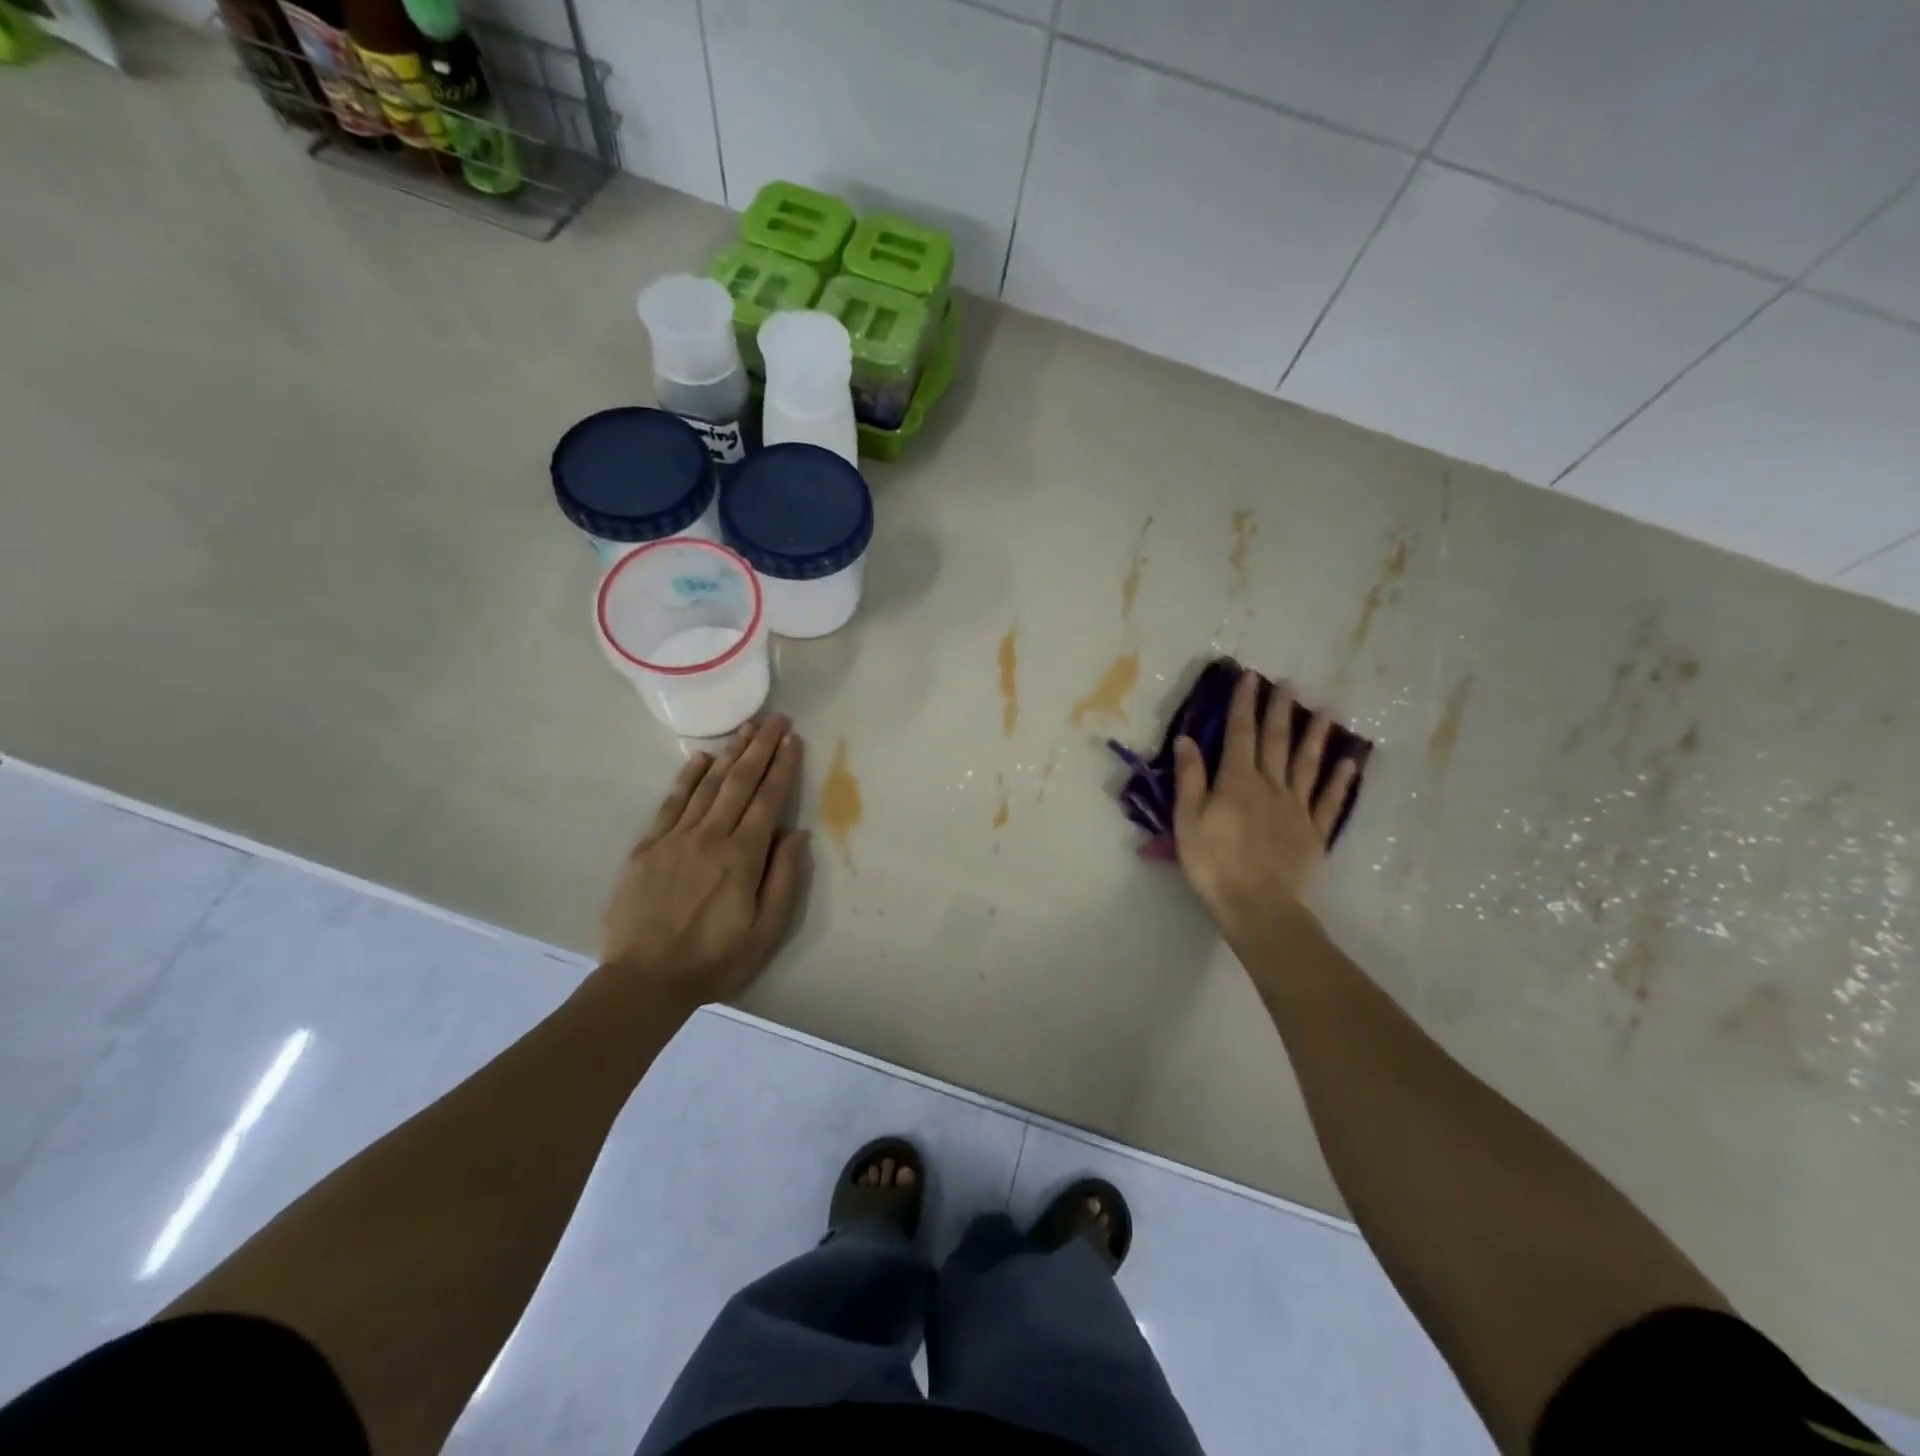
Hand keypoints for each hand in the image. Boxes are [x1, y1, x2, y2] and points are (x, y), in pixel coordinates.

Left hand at [600, 715, 810, 1008]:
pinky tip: (701, 759)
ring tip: (746, 728)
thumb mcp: (765, 931)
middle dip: (760, 748)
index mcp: (742, 857)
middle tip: (775, 719)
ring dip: (730, 754)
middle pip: (740, 782)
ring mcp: (675, 838)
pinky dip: (687, 778)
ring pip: (708, 785)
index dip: (782, 767)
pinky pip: (671, 803)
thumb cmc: (714, 960)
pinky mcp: (648, 847)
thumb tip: (796, 833)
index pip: (768, 800)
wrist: (644, 981)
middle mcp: (710, 837)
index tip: (792, 740)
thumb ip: (783, 879)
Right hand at [1172, 671, 1357, 946]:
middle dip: (1280, 711)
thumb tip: (1187, 739)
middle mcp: (1270, 786)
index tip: (1250, 678)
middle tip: (1290, 684)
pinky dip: (1340, 781)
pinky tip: (1350, 763)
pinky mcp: (1314, 832)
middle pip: (1276, 742)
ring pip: (1307, 764)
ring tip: (1326, 711)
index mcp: (1237, 782)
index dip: (1243, 705)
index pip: (1239, 734)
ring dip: (1315, 736)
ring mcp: (1297, 808)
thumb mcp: (1188, 820)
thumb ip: (1190, 778)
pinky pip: (1329, 801)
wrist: (1257, 905)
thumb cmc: (1213, 863)